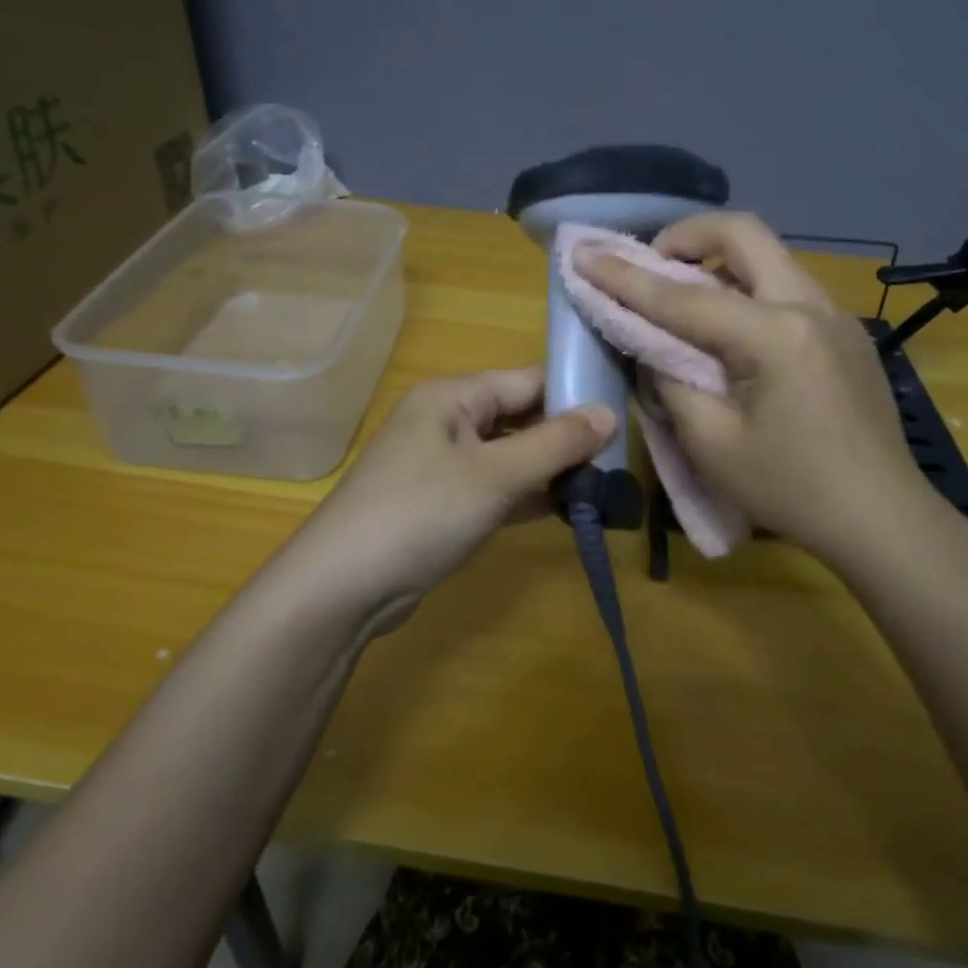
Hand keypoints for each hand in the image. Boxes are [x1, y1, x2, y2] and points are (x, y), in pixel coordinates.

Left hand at [283, 367, 614, 634]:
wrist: (342, 587)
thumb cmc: (420, 513)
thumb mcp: (495, 475)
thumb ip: (554, 444)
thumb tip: (609, 414)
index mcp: (452, 397)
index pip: (527, 380)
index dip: (574, 393)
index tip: (624, 412)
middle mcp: (446, 422)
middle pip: (519, 417)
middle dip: (566, 436)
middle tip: (620, 456)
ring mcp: (441, 465)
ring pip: (509, 455)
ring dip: (550, 469)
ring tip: (605, 483)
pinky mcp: (441, 504)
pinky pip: (495, 488)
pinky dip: (527, 497)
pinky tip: (566, 509)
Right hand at [576, 212, 935, 568]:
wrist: (881, 518)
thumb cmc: (791, 490)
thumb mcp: (711, 444)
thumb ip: (671, 383)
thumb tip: (654, 347)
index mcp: (775, 334)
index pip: (684, 297)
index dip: (626, 277)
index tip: (583, 255)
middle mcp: (811, 305)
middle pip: (744, 234)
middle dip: (686, 237)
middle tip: (651, 264)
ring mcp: (837, 315)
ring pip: (770, 256)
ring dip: (719, 261)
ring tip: (685, 297)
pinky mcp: (847, 333)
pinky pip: (788, 288)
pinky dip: (748, 289)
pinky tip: (732, 330)